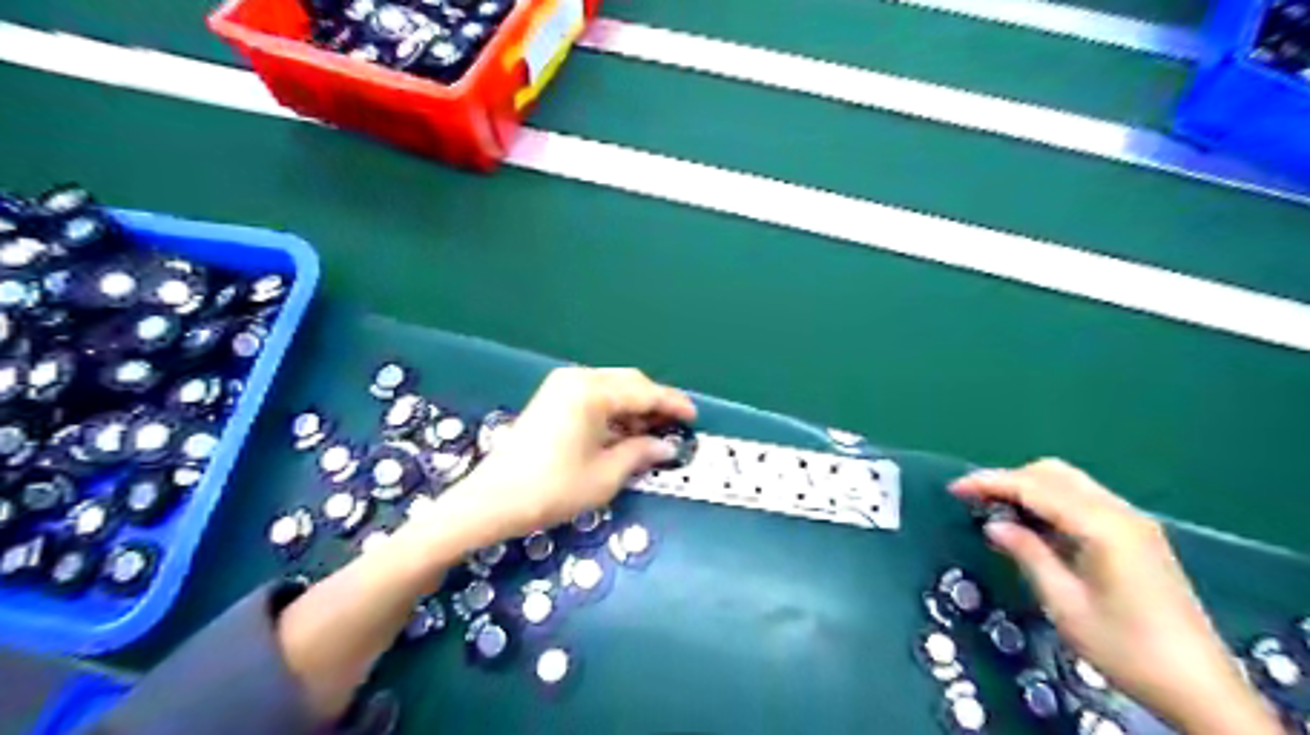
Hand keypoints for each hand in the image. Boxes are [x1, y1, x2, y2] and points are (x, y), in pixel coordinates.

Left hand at [428, 367, 693, 551]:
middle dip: (654, 403)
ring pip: (612, 388)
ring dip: (634, 407)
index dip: (673, 405)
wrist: (493, 500)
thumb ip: (641, 453)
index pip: (645, 392)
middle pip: (629, 382)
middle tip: (673, 428)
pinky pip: (594, 395)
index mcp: (592, 391)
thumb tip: (667, 447)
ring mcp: (561, 386)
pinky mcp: (552, 398)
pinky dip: (614, 410)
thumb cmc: (553, 488)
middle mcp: (578, 378)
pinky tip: (623, 432)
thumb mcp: (606, 475)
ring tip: (651, 435)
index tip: (694, 417)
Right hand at [955, 460, 1280, 733]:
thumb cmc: (1125, 648)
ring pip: (1070, 483)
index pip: (1035, 487)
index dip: (991, 483)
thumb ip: (1028, 554)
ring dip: (1031, 489)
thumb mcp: (1064, 603)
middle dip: (1010, 480)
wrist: (1200, 688)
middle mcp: (1120, 513)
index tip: (955, 488)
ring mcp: (1134, 522)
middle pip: (1054, 474)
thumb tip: (994, 525)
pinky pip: (1085, 501)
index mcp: (1102, 526)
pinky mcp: (1138, 536)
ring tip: (999, 512)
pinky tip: (1036, 527)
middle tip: (976, 502)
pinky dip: (1052, 503)